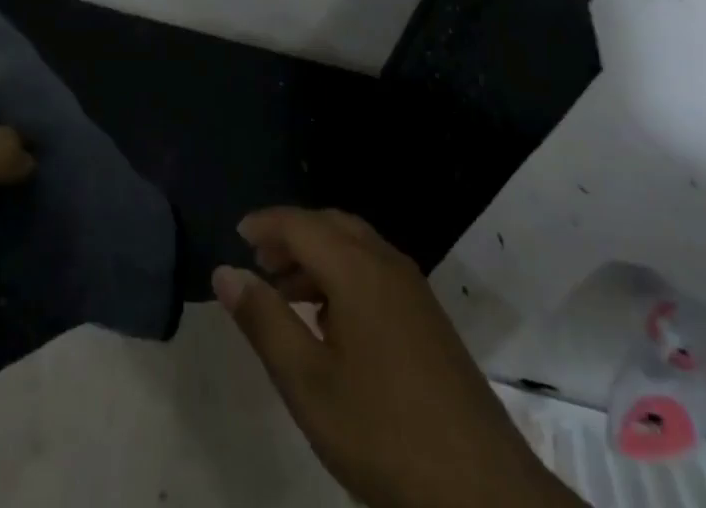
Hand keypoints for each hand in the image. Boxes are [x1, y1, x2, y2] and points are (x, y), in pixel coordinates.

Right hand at [214, 208, 577, 507]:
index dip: (265, 224)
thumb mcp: (308, 383)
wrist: (480, 488)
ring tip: (284, 294)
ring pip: (355, 247)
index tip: (235, 235)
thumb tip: (225, 272)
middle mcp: (386, 263)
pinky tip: (330, 322)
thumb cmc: (383, 431)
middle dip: (291, 235)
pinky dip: (342, 275)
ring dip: (316, 257)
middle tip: (258, 262)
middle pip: (330, 225)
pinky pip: (375, 270)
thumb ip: (264, 322)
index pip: (301, 223)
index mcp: (357, 268)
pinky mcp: (427, 316)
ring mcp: (413, 288)